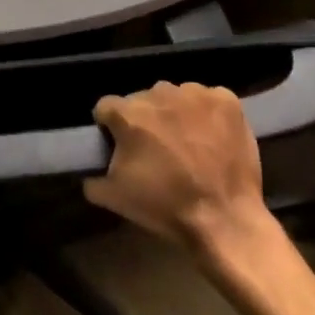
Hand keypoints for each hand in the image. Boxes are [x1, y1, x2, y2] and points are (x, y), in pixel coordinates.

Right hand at [84, 81, 279, 273]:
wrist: (225, 220)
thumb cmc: (165, 207)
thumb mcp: (115, 198)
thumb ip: (93, 178)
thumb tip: (89, 173)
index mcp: (127, 114)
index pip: (107, 108)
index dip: (111, 127)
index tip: (121, 145)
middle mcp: (157, 94)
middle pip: (142, 100)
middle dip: (145, 119)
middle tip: (157, 148)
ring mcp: (194, 94)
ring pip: (175, 96)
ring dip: (175, 113)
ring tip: (188, 142)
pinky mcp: (225, 100)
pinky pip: (208, 98)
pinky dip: (207, 113)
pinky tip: (212, 136)